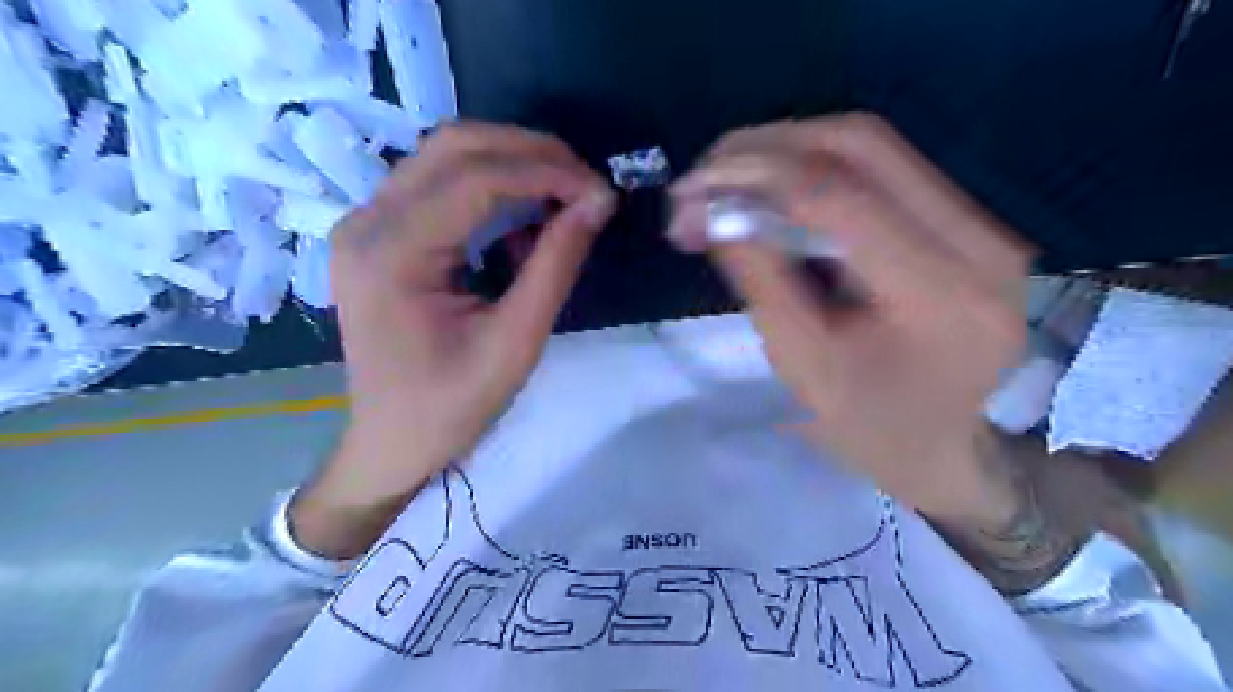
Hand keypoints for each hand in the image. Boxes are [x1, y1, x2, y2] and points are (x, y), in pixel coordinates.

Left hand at [289, 123, 617, 555]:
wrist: (392, 443)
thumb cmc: (451, 406)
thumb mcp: (515, 341)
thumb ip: (555, 265)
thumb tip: (597, 203)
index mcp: (391, 252)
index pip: (477, 178)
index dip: (548, 172)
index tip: (602, 191)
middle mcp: (367, 221)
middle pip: (455, 146)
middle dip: (532, 153)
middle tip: (586, 185)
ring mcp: (366, 223)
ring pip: (446, 156)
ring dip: (513, 165)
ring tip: (564, 197)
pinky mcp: (378, 233)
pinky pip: (439, 185)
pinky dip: (490, 189)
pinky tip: (523, 222)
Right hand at [669, 114, 1032, 523]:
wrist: (945, 450)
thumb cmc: (867, 426)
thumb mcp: (801, 363)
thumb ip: (760, 276)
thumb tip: (713, 205)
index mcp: (938, 293)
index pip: (837, 195)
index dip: (752, 176)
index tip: (689, 189)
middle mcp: (981, 239)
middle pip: (861, 144)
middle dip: (765, 147)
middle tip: (705, 174)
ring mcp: (983, 223)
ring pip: (872, 145)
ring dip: (787, 151)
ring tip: (728, 180)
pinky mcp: (968, 222)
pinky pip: (883, 169)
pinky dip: (815, 168)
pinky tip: (773, 190)